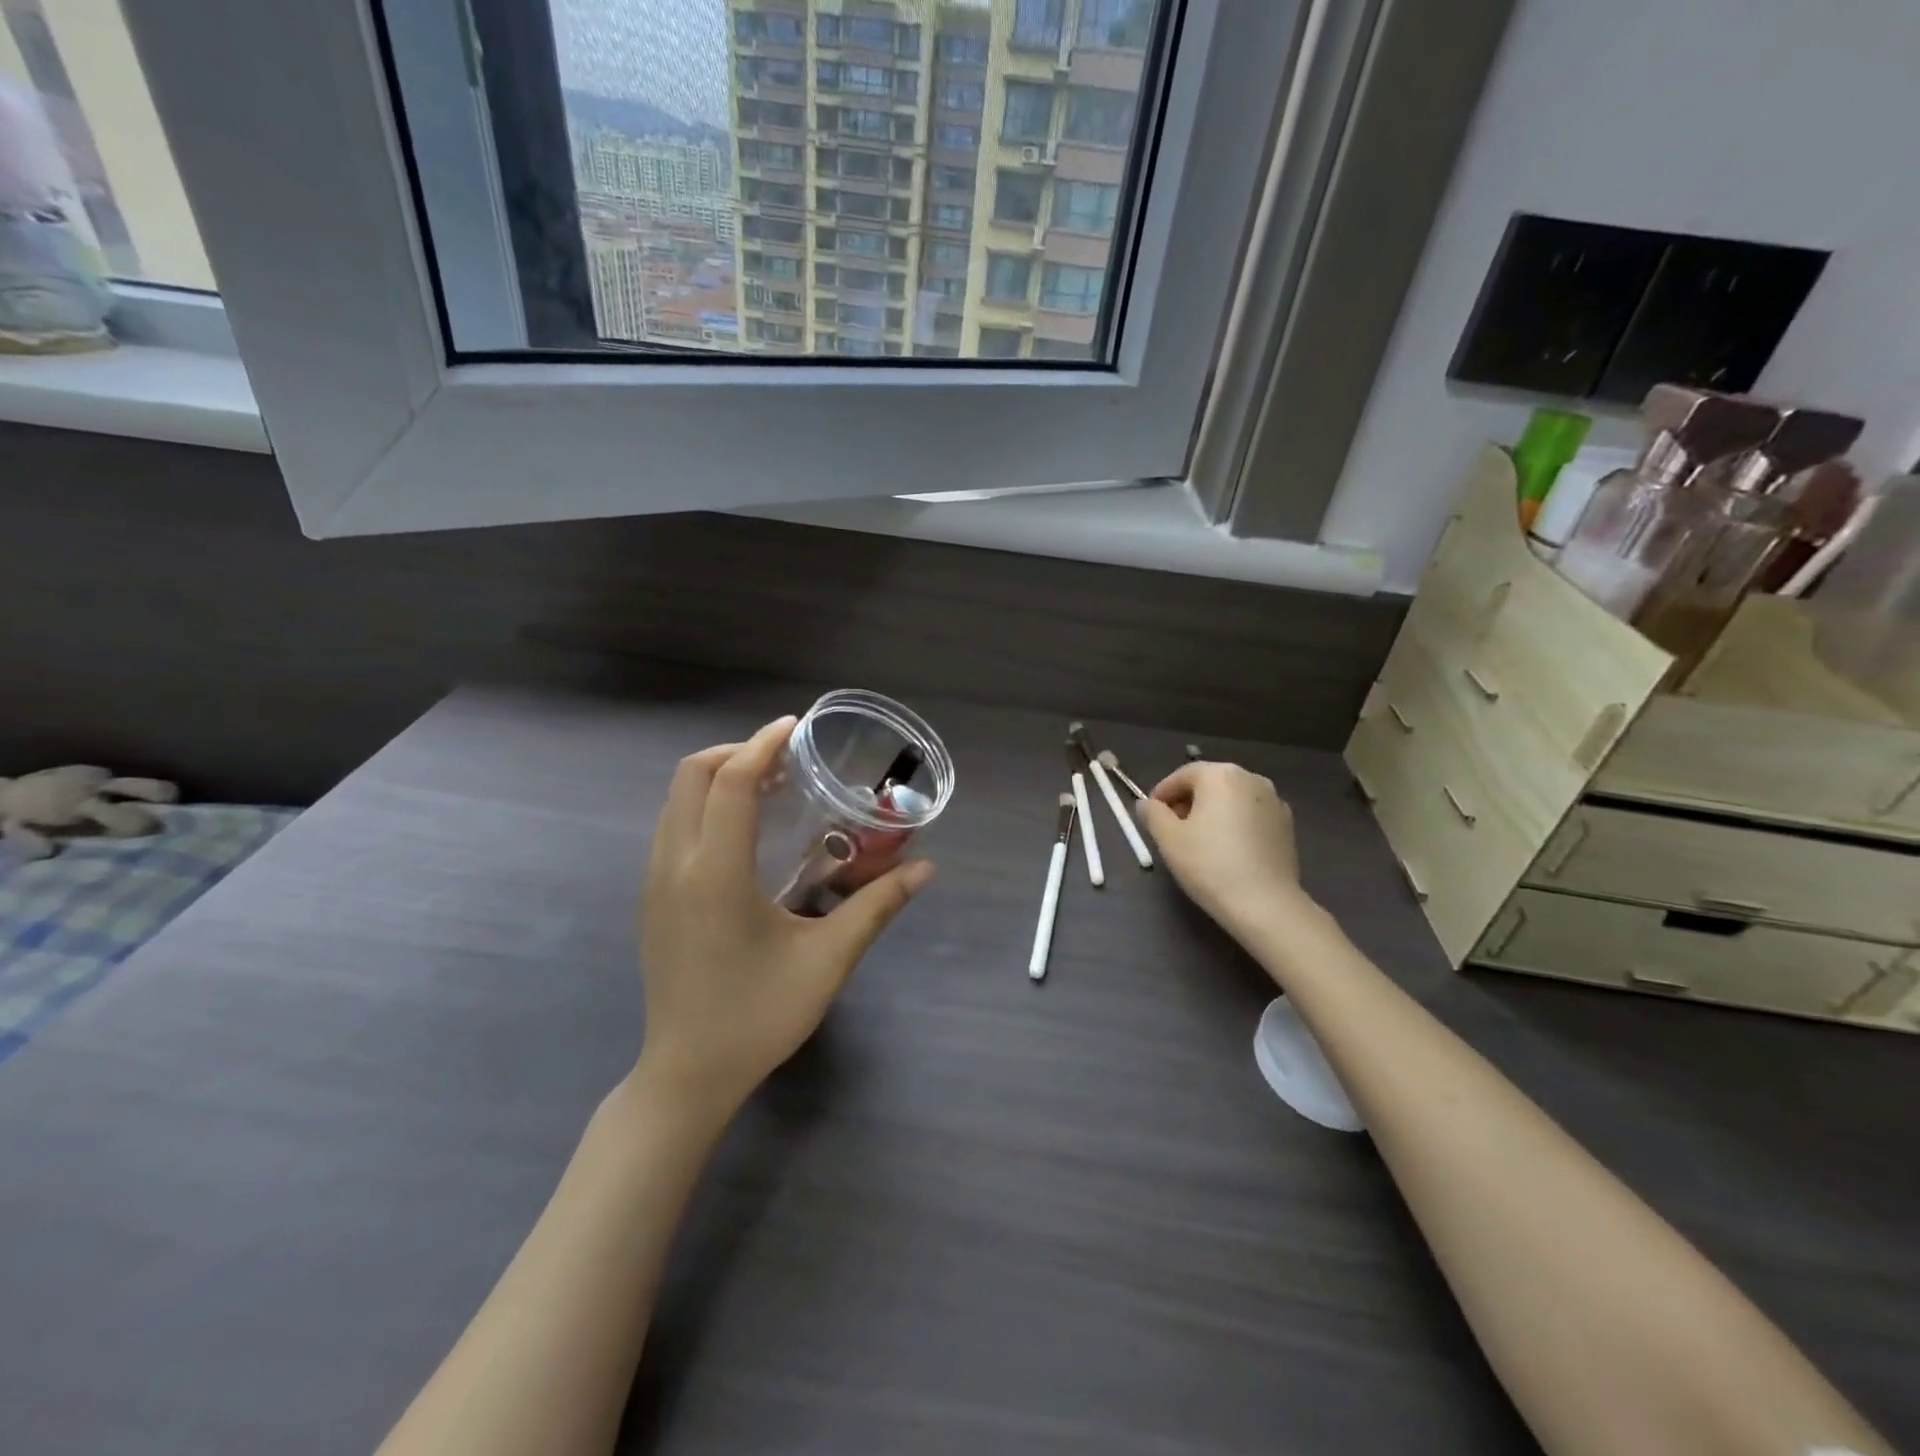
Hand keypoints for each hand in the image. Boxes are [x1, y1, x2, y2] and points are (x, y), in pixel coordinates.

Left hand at [634, 716, 933, 1123]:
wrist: (687, 1076)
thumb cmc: (758, 1016)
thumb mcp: (827, 960)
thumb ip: (877, 907)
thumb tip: (925, 869)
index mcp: (715, 873)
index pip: (732, 782)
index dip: (763, 745)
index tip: (795, 728)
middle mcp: (675, 865)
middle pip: (691, 776)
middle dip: (737, 752)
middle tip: (786, 761)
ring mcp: (654, 882)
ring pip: (675, 800)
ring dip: (718, 777)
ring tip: (770, 788)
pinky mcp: (651, 899)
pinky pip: (671, 826)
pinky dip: (704, 805)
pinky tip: (744, 833)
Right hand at [1135, 761, 1305, 935]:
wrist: (1265, 904)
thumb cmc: (1209, 864)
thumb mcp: (1168, 838)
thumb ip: (1152, 814)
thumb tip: (1147, 804)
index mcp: (1220, 775)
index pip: (1183, 775)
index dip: (1162, 794)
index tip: (1151, 816)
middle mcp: (1251, 779)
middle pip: (1210, 784)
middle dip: (1188, 802)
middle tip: (1172, 830)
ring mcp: (1274, 801)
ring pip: (1232, 800)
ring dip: (1212, 813)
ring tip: (1200, 842)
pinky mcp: (1287, 826)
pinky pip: (1251, 816)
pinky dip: (1235, 825)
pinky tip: (1228, 851)